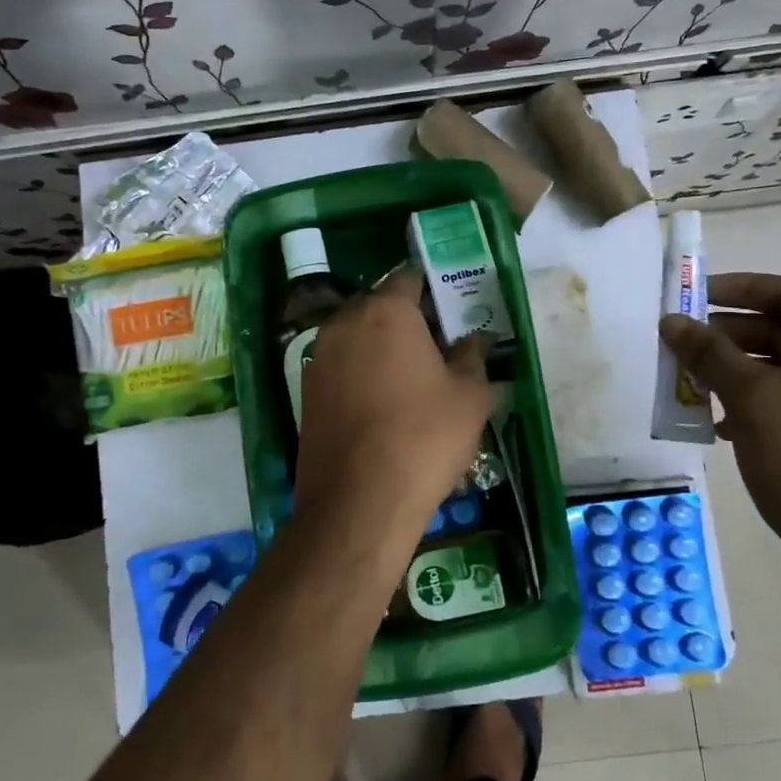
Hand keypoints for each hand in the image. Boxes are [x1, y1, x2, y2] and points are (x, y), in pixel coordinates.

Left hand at [294, 269, 492, 546]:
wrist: (359, 501)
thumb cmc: (424, 437)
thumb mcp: (469, 397)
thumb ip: (473, 358)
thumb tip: (475, 340)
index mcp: (386, 311)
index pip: (408, 278)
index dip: (431, 290)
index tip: (449, 309)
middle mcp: (344, 324)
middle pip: (377, 305)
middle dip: (404, 318)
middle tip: (434, 346)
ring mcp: (318, 357)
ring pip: (355, 336)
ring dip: (379, 346)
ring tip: (409, 378)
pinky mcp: (305, 392)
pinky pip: (339, 367)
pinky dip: (359, 373)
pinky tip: (380, 405)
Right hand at [661, 272, 780, 591]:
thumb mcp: (754, 398)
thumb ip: (710, 353)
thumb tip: (671, 321)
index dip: (739, 287)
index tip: (691, 295)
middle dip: (727, 336)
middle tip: (680, 345)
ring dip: (732, 372)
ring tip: (689, 384)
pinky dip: (750, 405)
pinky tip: (717, 425)